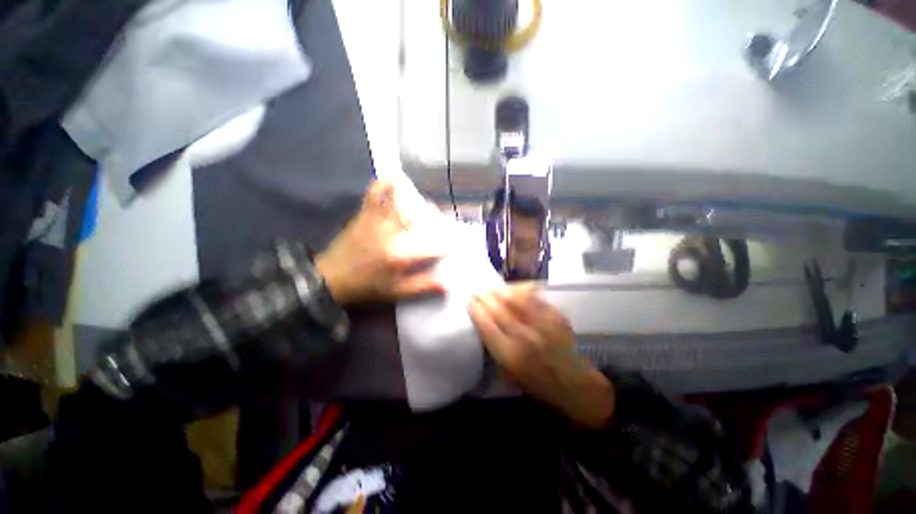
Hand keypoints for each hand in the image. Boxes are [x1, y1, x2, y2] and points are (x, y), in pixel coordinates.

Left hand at [315, 180, 445, 304]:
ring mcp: (378, 219)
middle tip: (441, 229)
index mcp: (401, 253)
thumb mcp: (396, 292)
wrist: (330, 278)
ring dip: (417, 200)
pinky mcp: (365, 214)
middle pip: (423, 218)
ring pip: (402, 199)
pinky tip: (395, 180)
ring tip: (425, 208)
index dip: (451, 244)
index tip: (459, 245)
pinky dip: (386, 183)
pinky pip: (375, 192)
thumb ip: (423, 286)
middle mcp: (392, 231)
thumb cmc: (366, 287)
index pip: (435, 245)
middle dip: (437, 221)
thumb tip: (449, 283)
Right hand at [468, 284, 614, 427]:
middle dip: (484, 297)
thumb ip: (495, 347)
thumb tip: (484, 322)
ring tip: (493, 288)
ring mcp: (542, 324)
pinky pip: (534, 297)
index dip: (476, 310)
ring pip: (516, 299)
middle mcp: (524, 336)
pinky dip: (521, 290)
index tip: (469, 301)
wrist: (574, 384)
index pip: (486, 325)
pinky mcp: (555, 316)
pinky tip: (514, 288)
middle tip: (477, 291)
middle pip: (499, 309)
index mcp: (510, 354)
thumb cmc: (537, 383)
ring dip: (501, 290)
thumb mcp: (509, 373)